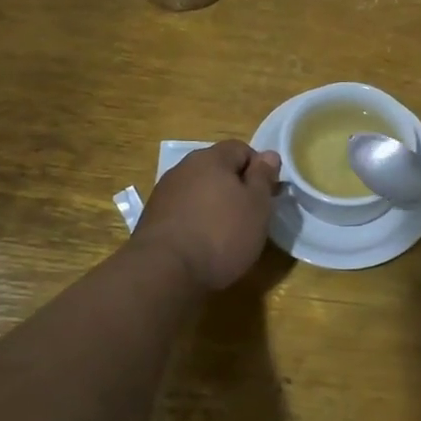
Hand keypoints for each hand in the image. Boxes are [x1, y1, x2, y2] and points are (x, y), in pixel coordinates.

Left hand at [134, 140, 280, 289]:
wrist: (164, 272)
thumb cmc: (221, 234)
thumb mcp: (257, 205)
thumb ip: (263, 177)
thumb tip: (268, 154)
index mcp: (211, 158)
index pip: (241, 148)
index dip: (258, 169)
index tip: (267, 195)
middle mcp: (184, 168)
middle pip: (217, 169)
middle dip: (235, 187)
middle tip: (250, 215)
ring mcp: (164, 193)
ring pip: (199, 191)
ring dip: (214, 205)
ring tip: (226, 234)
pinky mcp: (152, 219)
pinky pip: (183, 211)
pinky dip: (195, 221)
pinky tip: (202, 245)